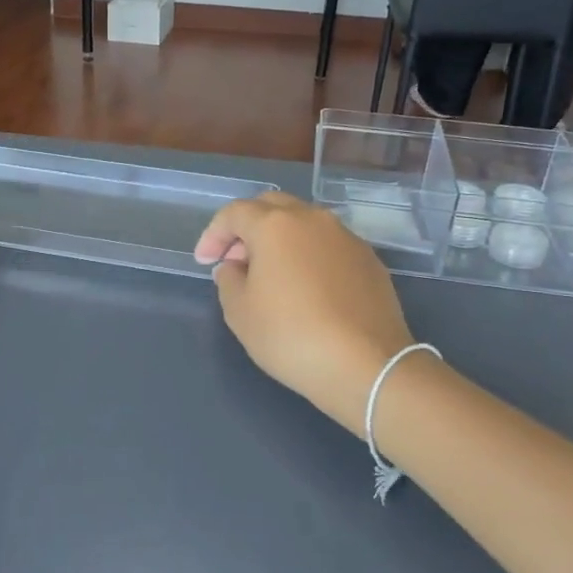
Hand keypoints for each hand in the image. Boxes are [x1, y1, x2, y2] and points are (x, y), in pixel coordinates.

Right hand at [195, 194, 415, 435]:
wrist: (366, 365)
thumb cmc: (291, 336)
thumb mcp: (240, 313)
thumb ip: (228, 280)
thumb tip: (236, 267)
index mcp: (275, 225)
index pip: (234, 213)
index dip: (213, 234)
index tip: (204, 261)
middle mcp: (313, 219)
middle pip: (271, 207)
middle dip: (247, 228)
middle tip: (235, 260)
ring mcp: (346, 237)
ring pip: (304, 224)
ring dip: (280, 240)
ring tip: (270, 275)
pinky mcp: (369, 259)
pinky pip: (328, 245)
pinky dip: (308, 255)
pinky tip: (306, 288)